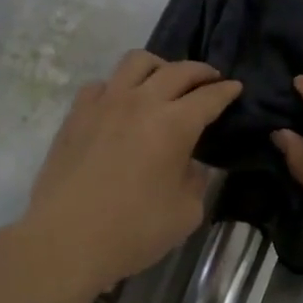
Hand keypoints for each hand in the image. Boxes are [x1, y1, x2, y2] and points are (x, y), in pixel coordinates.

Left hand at [19, 51, 241, 293]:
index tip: (235, 88)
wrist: (66, 240)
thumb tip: (190, 165)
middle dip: (200, 71)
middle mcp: (141, 102)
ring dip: (159, 66)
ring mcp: (104, 104)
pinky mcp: (76, 114)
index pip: (208, 97)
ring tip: (165, 80)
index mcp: (174, 124)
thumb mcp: (186, 213)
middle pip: (177, 70)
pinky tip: (121, 103)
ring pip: (136, 62)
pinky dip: (119, 86)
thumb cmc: (133, 230)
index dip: (226, 91)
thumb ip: (195, 181)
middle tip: (210, 79)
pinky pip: (102, 84)